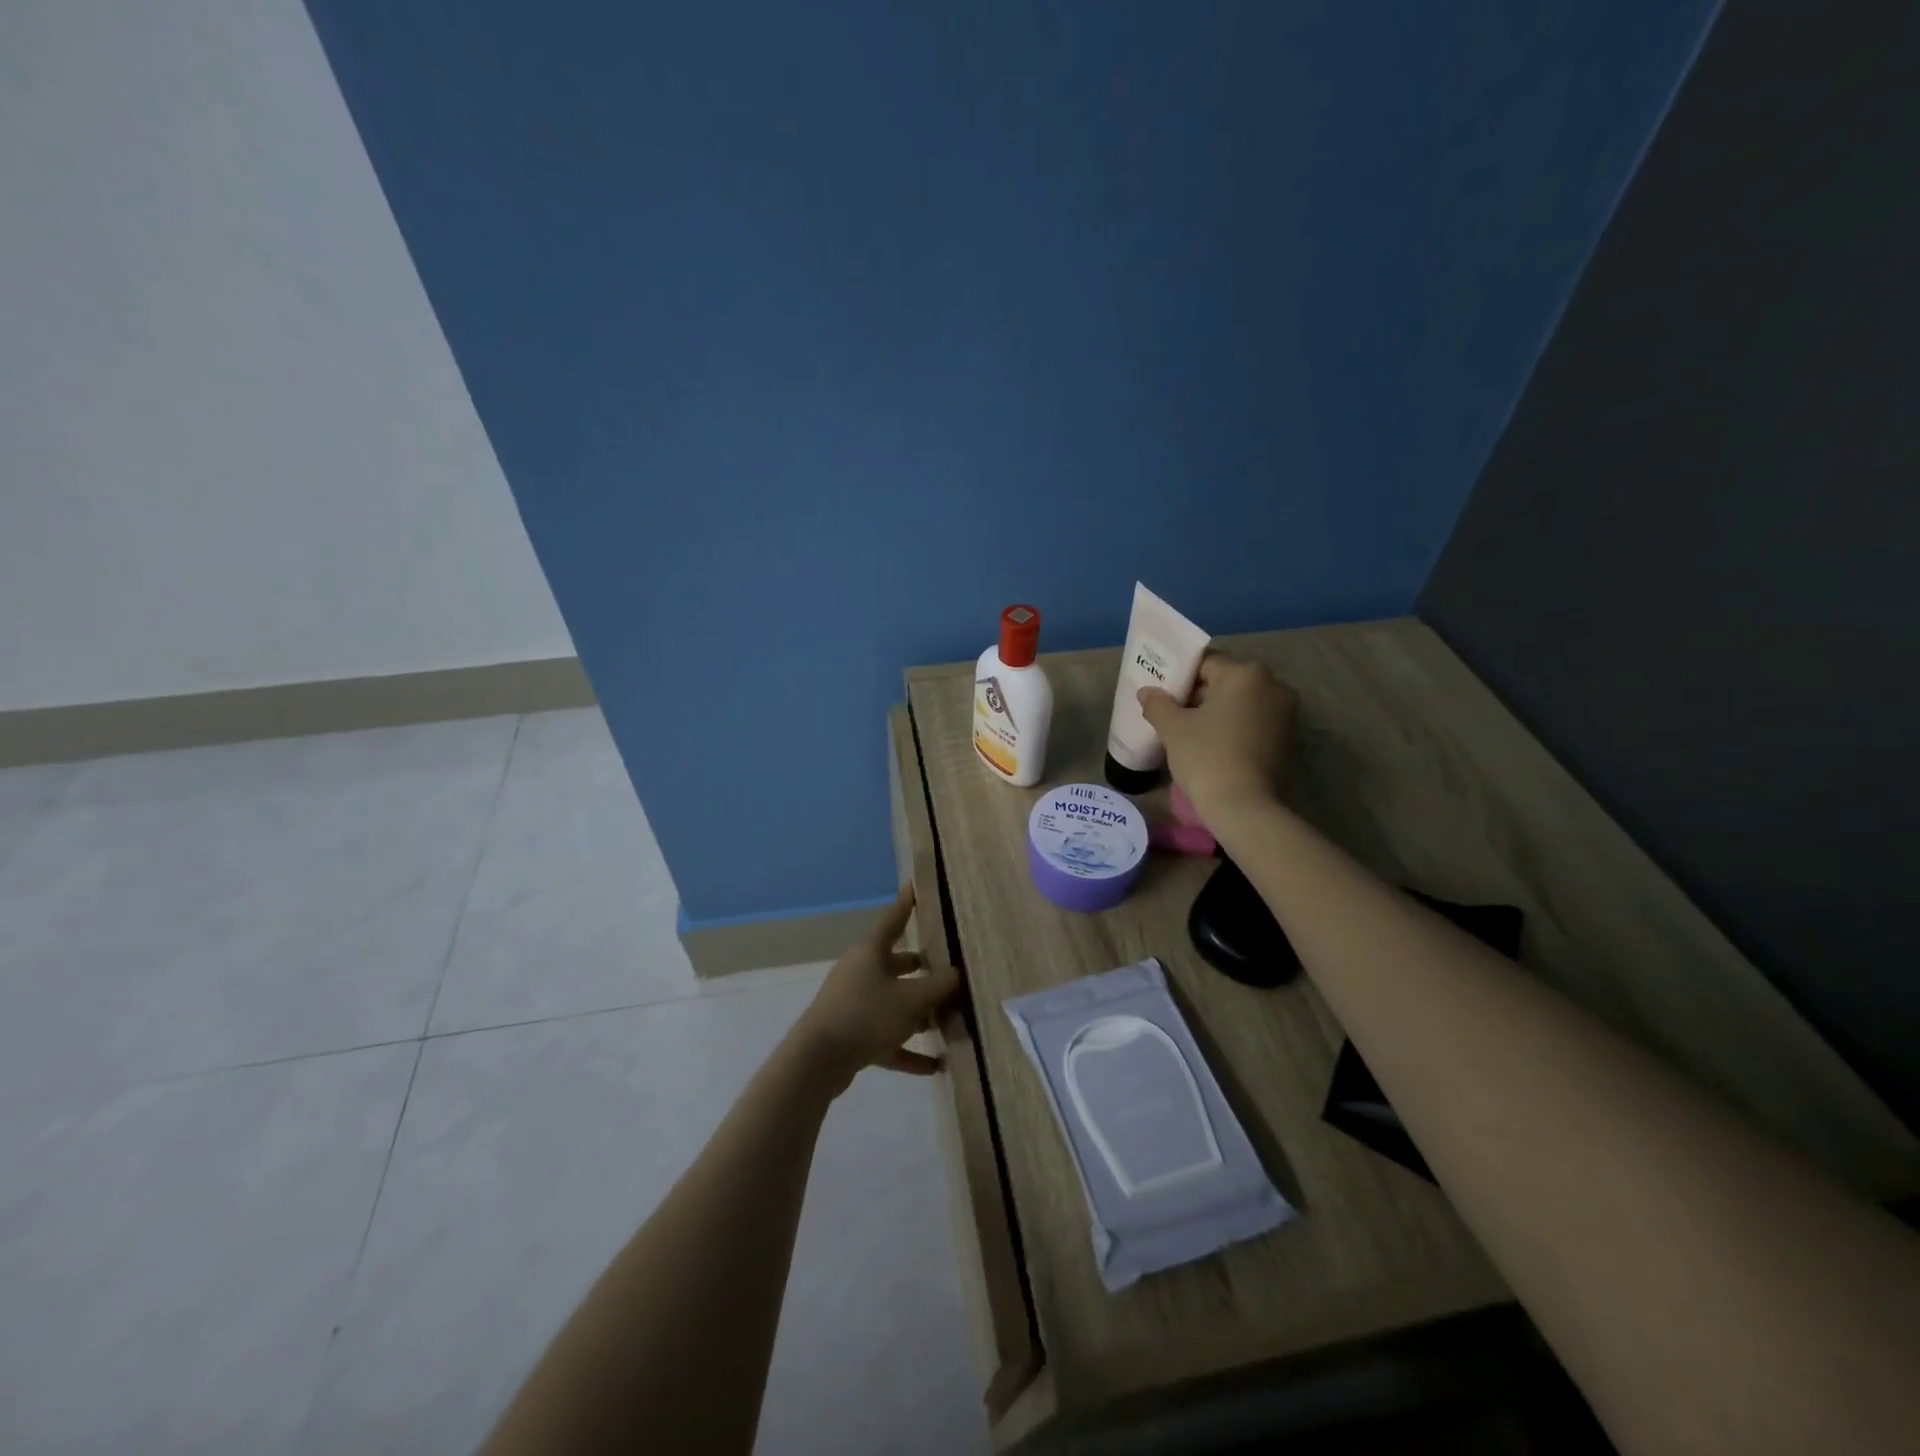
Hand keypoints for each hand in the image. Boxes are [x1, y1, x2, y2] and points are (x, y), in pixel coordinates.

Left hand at [791, 885, 961, 1093]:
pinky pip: (886, 1038)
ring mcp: (854, 1004)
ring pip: (892, 1002)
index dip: (906, 904)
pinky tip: (934, 1066)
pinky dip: (908, 1050)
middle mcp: (860, 973)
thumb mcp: (912, 999)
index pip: (893, 920)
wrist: (818, 1060)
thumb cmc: (867, 1015)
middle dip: (920, 968)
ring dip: (917, 1012)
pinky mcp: (852, 1035)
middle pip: (895, 965)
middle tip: (946, 968)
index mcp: (871, 953)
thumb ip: (939, 986)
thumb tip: (957, 975)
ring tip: (945, 1021)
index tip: (913, 886)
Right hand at [1138, 652, 1296, 830]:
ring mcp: (1286, 713)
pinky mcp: (1290, 739)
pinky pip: (1255, 722)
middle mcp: (1273, 685)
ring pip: (1242, 703)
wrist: (1244, 807)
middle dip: (1199, 694)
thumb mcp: (1173, 728)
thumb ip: (1158, 704)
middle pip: (1227, 681)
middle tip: (1172, 712)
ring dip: (1218, 712)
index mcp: (1245, 674)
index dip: (1179, 676)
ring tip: (1191, 731)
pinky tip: (1214, 746)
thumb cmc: (1206, 757)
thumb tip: (1147, 692)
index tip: (1162, 693)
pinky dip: (1235, 728)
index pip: (1206, 662)